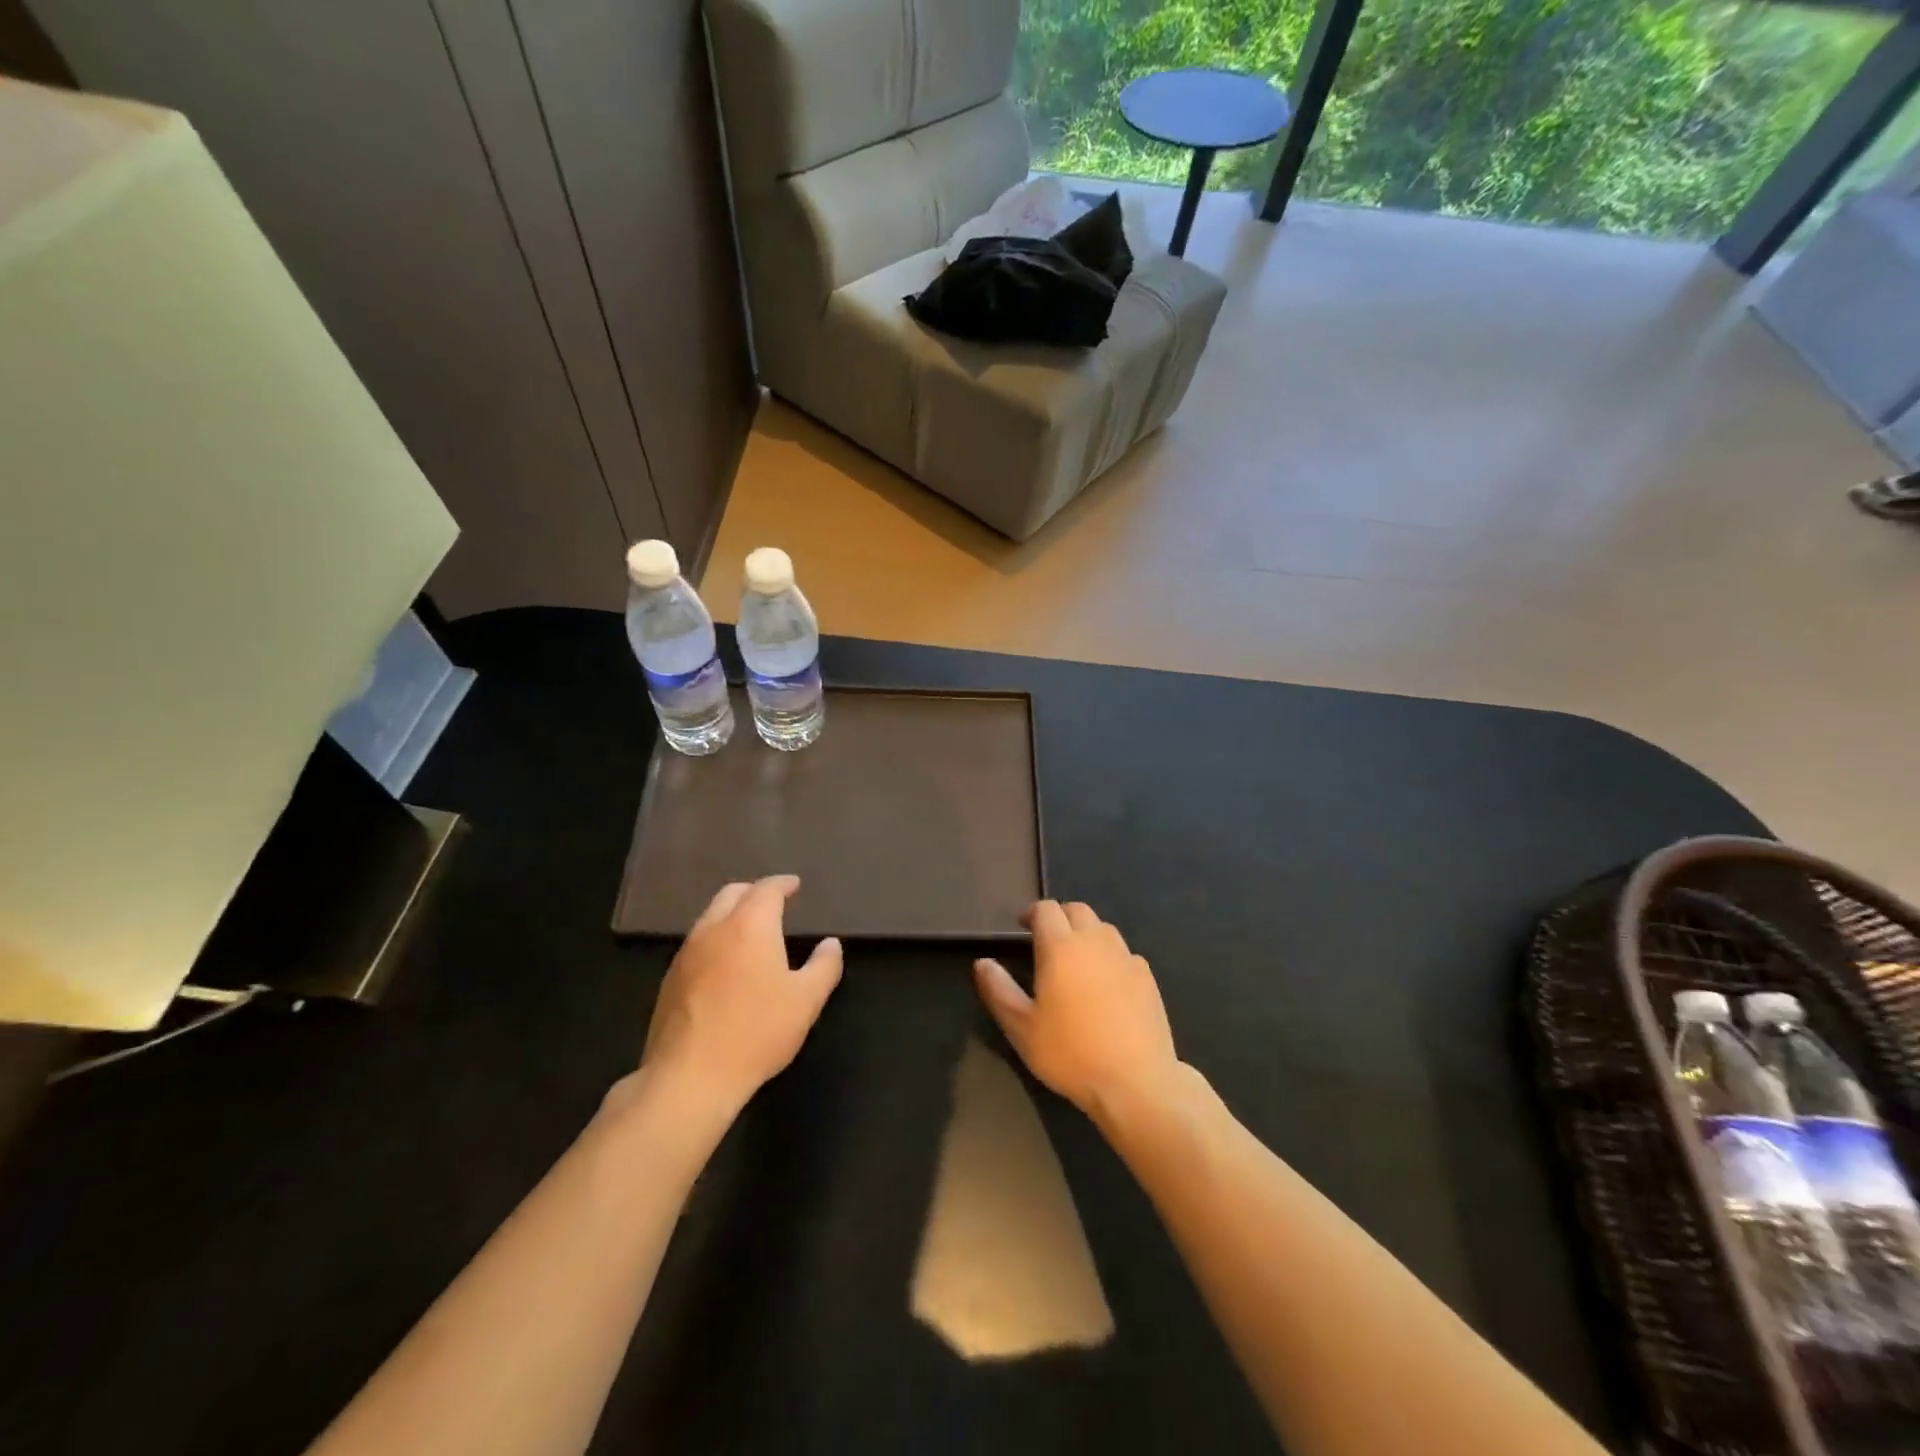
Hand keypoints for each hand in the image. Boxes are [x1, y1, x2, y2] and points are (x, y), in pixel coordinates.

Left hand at [640, 876, 841, 1116]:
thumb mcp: (805, 1001)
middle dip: (754, 892)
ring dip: (731, 915)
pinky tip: (725, 964)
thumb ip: (824, 967)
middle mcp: (713, 929)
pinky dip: (715, 940)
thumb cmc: (756, 1032)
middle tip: (773, 903)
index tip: (794, 886)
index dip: (782, 884)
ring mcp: (686, 954)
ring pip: (709, 917)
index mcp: (749, 926)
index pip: (766, 889)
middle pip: (732, 894)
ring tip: (750, 931)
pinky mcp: (669, 980)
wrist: (688, 1078)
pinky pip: (696, 944)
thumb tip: (831, 944)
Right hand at [974, 901, 1178, 1122]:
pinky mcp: (1147, 977)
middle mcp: (1095, 942)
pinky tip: (1106, 983)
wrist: (1135, 1081)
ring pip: (1103, 928)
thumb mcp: (1021, 1027)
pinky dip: (1110, 956)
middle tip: (1047, 939)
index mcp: (1061, 947)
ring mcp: (1126, 957)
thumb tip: (982, 962)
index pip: (1046, 909)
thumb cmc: (1070, 1053)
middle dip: (1060, 917)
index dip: (1032, 913)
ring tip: (1076, 960)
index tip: (1023, 927)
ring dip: (1086, 933)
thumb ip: (998, 990)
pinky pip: (1124, 953)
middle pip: (1077, 910)